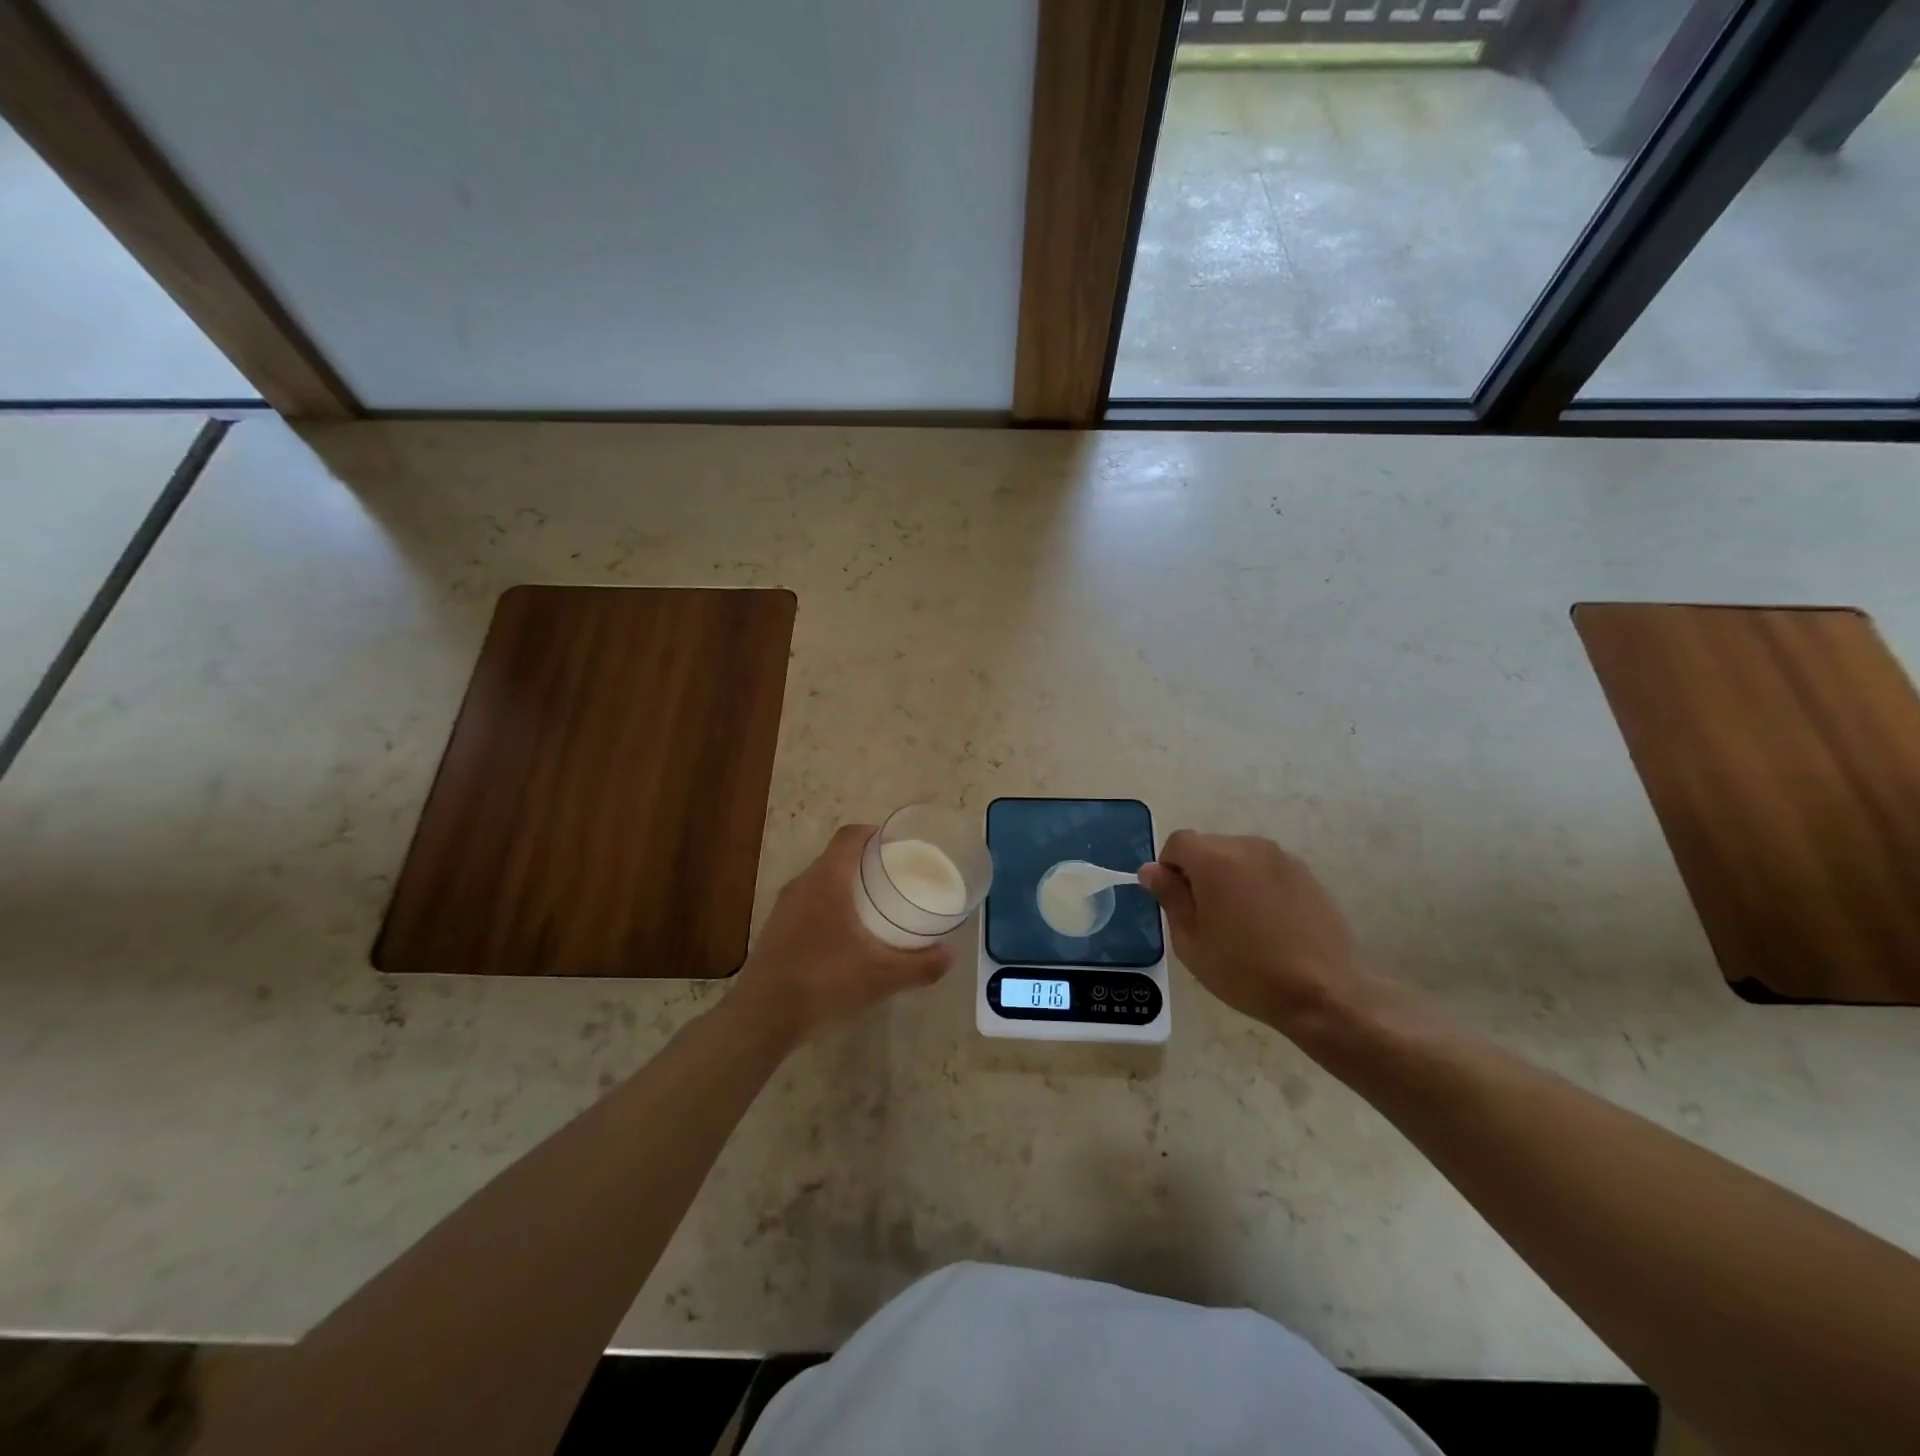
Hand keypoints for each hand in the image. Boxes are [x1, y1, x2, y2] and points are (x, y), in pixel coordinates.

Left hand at [730, 825, 951, 1043]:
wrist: (762, 1017)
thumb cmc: (824, 981)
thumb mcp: (882, 976)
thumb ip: (921, 965)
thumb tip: (950, 955)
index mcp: (827, 879)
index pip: (850, 836)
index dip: (874, 833)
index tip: (898, 845)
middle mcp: (802, 884)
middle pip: (836, 857)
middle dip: (865, 862)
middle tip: (895, 877)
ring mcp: (784, 908)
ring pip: (820, 882)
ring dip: (845, 886)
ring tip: (874, 906)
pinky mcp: (775, 931)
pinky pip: (808, 904)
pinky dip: (829, 907)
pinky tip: (845, 938)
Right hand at [1138, 831, 1362, 1033]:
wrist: (1325, 992)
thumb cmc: (1246, 970)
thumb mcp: (1191, 942)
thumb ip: (1170, 898)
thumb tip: (1151, 870)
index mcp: (1214, 859)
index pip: (1178, 842)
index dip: (1168, 868)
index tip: (1176, 903)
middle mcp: (1248, 847)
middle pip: (1209, 846)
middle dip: (1198, 873)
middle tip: (1205, 918)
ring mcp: (1282, 858)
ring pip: (1239, 857)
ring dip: (1229, 878)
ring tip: (1239, 922)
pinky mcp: (1306, 874)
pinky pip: (1266, 870)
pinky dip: (1257, 886)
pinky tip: (1267, 924)